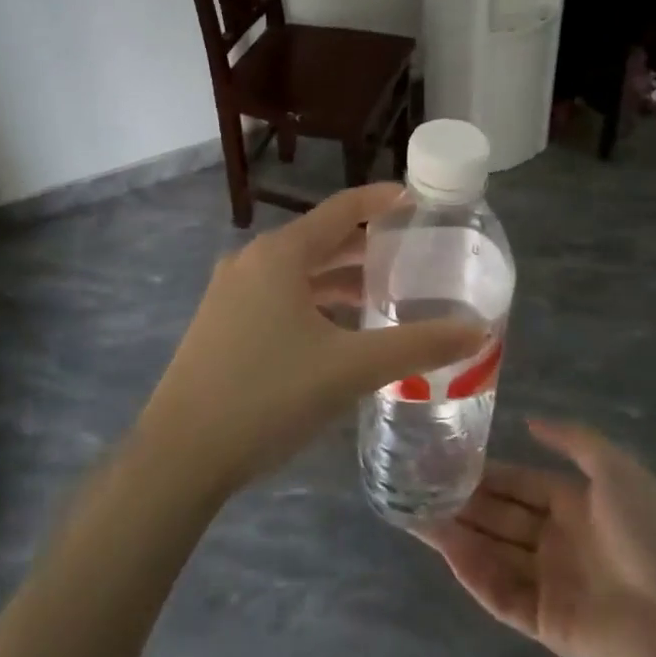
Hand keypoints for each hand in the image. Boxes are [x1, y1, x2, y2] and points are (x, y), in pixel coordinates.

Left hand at [137, 184, 485, 496]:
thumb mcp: (350, 368)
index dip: (382, 200)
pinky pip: (279, 297)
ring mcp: (230, 293)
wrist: (179, 456)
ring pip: (298, 273)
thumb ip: (416, 346)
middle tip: (413, 256)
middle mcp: (251, 261)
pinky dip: (314, 302)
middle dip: (366, 246)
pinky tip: (337, 332)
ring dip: (339, 279)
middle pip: (320, 240)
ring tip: (383, 295)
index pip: (342, 209)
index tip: (419, 201)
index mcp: (280, 254)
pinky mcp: (220, 324)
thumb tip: (476, 331)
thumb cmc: (268, 396)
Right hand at [420, 419, 655, 656]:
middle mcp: (557, 541)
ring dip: (457, 536)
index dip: (484, 473)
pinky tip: (446, 550)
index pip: (517, 484)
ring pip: (493, 553)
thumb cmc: (650, 532)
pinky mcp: (546, 623)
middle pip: (499, 518)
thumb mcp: (616, 468)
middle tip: (415, 487)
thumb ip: (572, 440)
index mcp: (573, 503)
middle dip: (461, 503)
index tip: (444, 459)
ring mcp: (550, 583)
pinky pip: (502, 594)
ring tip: (415, 516)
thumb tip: (530, 421)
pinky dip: (474, 573)